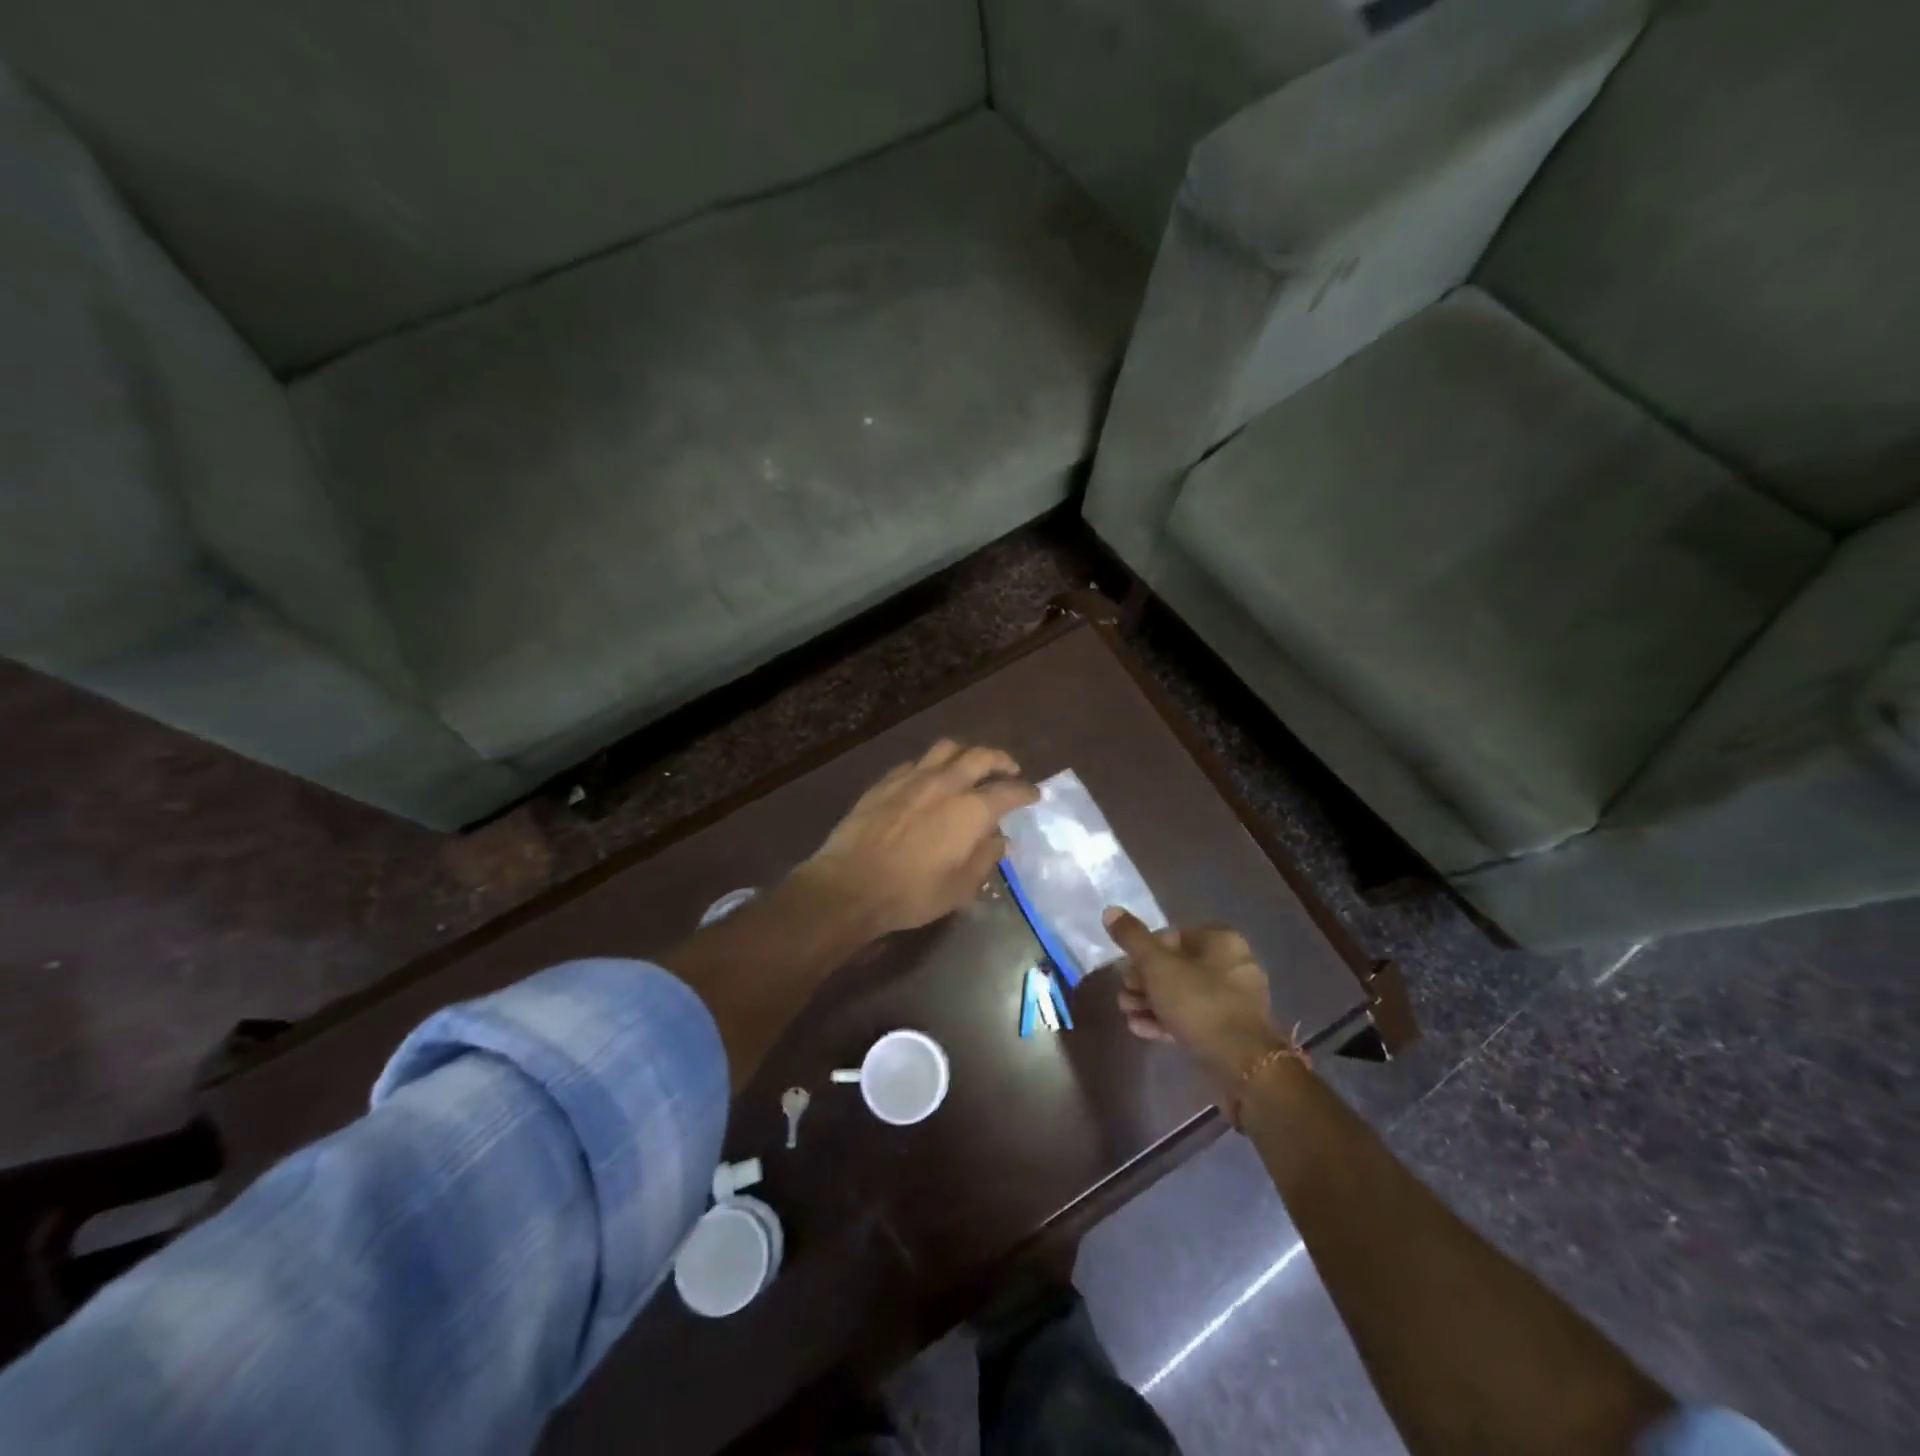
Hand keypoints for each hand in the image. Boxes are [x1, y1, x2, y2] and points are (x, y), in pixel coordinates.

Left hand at [800, 740, 1039, 937]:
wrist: (850, 884)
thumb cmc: (912, 893)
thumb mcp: (960, 887)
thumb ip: (985, 857)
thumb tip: (1000, 839)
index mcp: (971, 810)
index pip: (1009, 791)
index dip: (1026, 791)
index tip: (1034, 794)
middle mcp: (946, 784)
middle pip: (980, 756)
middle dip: (1000, 760)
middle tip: (1009, 770)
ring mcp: (913, 778)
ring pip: (947, 749)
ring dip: (966, 753)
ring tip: (970, 765)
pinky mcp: (886, 781)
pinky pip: (916, 762)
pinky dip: (933, 765)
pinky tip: (929, 778)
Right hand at [1105, 909, 1286, 1088]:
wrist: (1242, 1064)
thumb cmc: (1198, 1002)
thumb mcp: (1157, 965)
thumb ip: (1132, 938)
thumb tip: (1110, 910)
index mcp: (1221, 941)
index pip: (1172, 936)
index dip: (1143, 952)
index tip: (1126, 969)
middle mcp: (1233, 965)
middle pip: (1176, 967)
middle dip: (1143, 981)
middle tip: (1123, 995)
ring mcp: (1234, 1001)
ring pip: (1183, 994)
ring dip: (1150, 1002)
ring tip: (1127, 1014)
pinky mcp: (1230, 1031)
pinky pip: (1193, 1018)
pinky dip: (1167, 1020)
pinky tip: (1141, 1029)